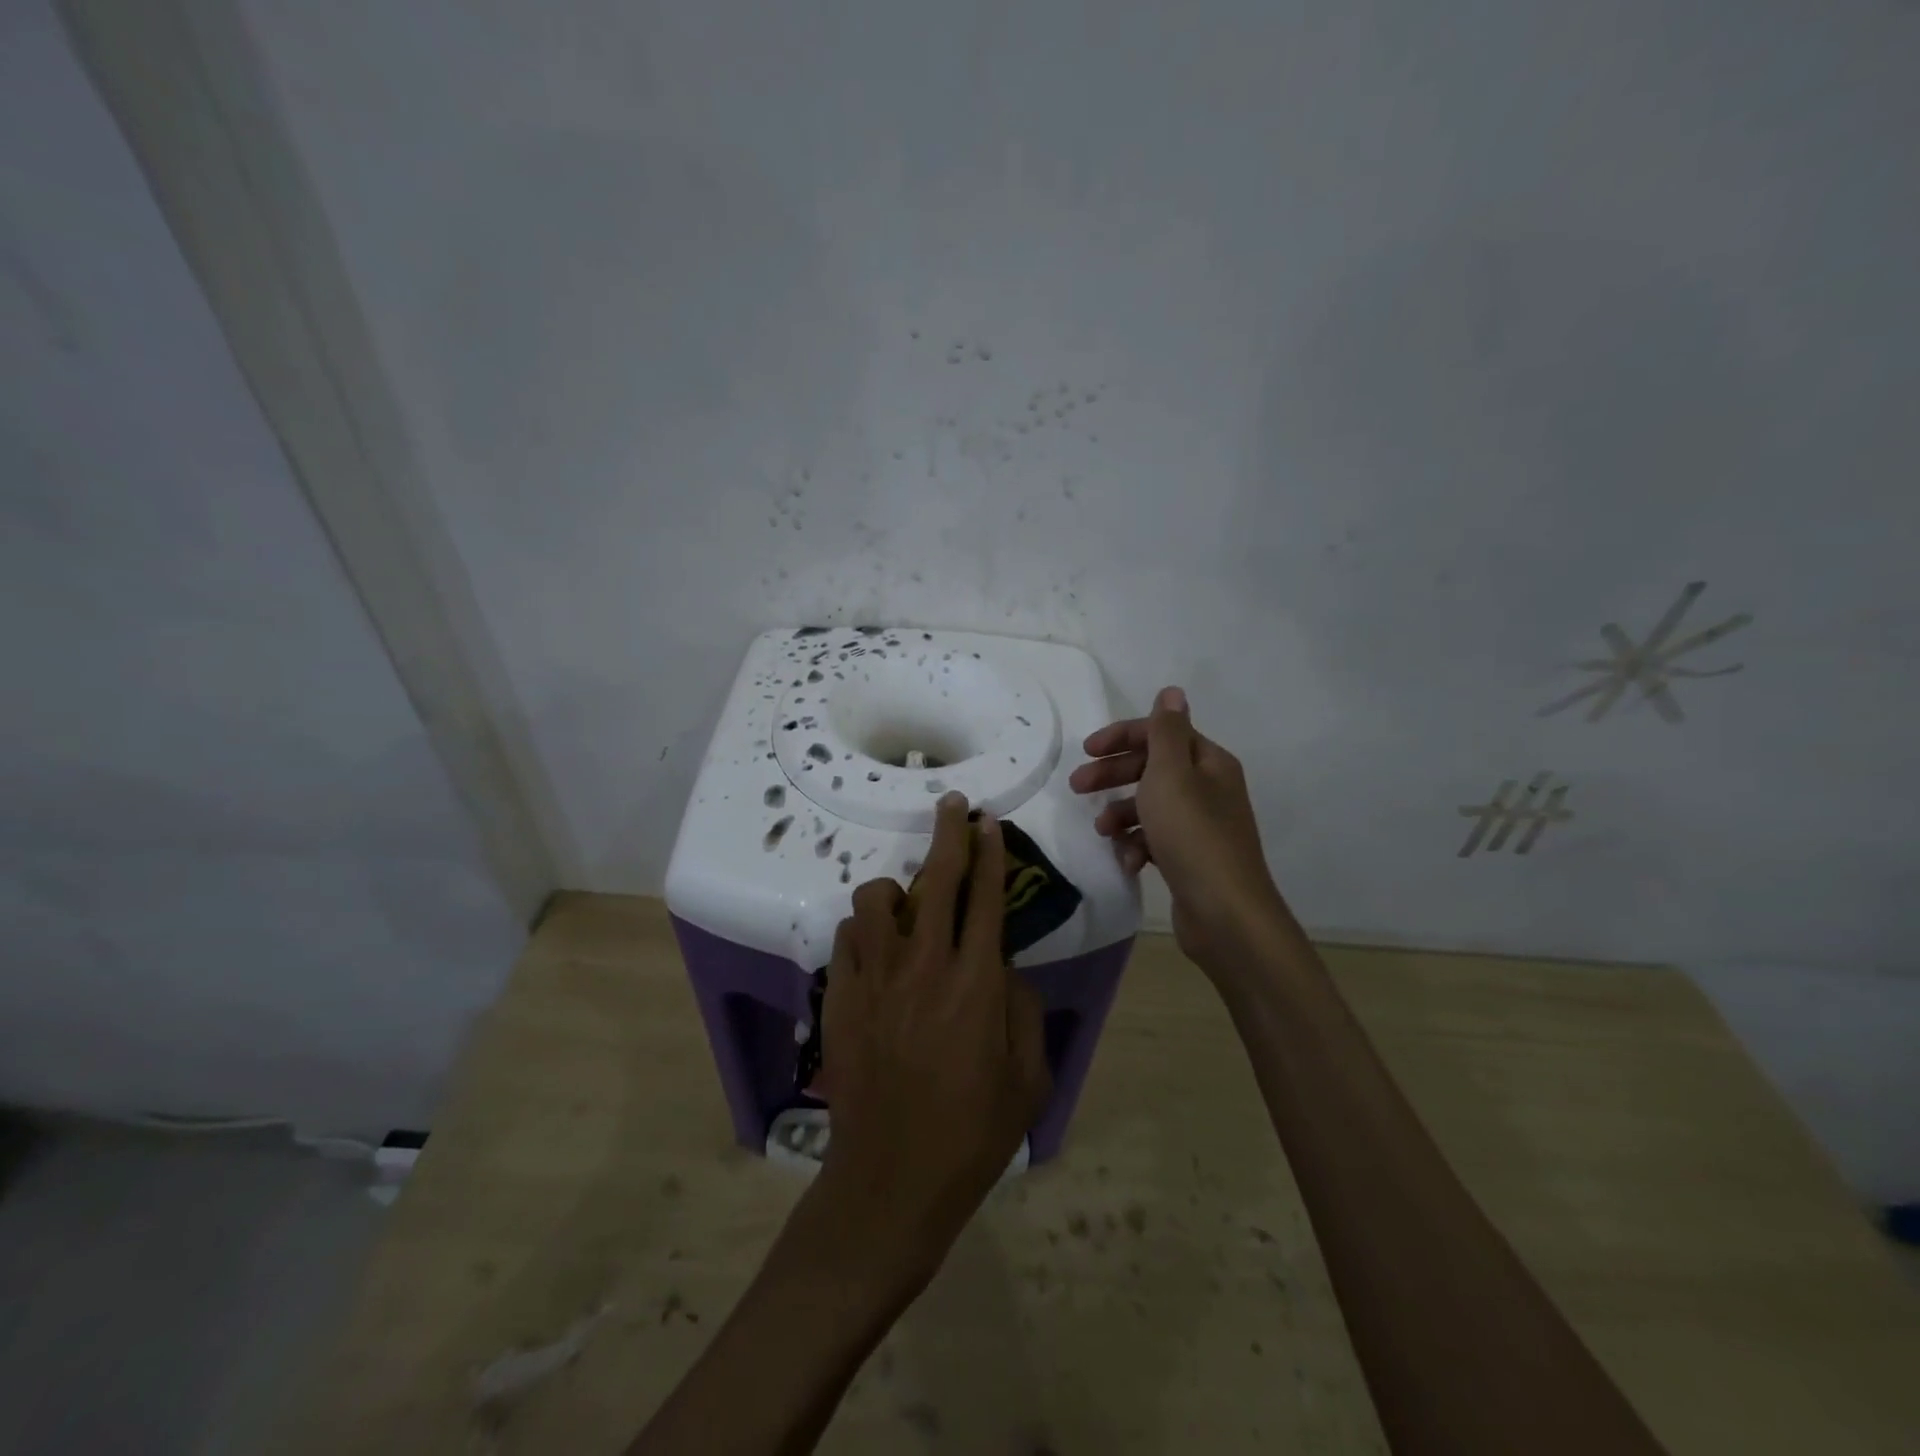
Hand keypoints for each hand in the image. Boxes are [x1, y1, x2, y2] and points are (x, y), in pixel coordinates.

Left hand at [815, 792, 1051, 1283]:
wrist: (892, 1180)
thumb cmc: (973, 1133)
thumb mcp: (1029, 1077)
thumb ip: (1024, 1009)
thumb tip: (1005, 966)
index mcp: (977, 983)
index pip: (987, 898)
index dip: (990, 853)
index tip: (988, 822)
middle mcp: (925, 967)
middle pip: (937, 880)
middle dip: (947, 834)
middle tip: (952, 807)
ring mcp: (876, 979)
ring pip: (876, 900)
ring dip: (895, 890)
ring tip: (906, 905)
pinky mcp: (840, 997)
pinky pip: (847, 938)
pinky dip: (863, 931)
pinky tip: (876, 951)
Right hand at [1069, 686, 1291, 975]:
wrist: (1225, 913)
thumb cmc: (1192, 835)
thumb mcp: (1171, 775)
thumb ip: (1166, 732)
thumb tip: (1172, 691)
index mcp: (1208, 763)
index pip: (1161, 733)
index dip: (1122, 737)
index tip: (1086, 751)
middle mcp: (1208, 788)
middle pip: (1152, 768)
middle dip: (1114, 775)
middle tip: (1077, 787)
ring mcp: (1200, 825)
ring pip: (1150, 806)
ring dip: (1121, 813)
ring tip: (1102, 831)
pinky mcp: (1190, 857)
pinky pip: (1155, 839)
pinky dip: (1137, 844)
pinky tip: (1127, 861)